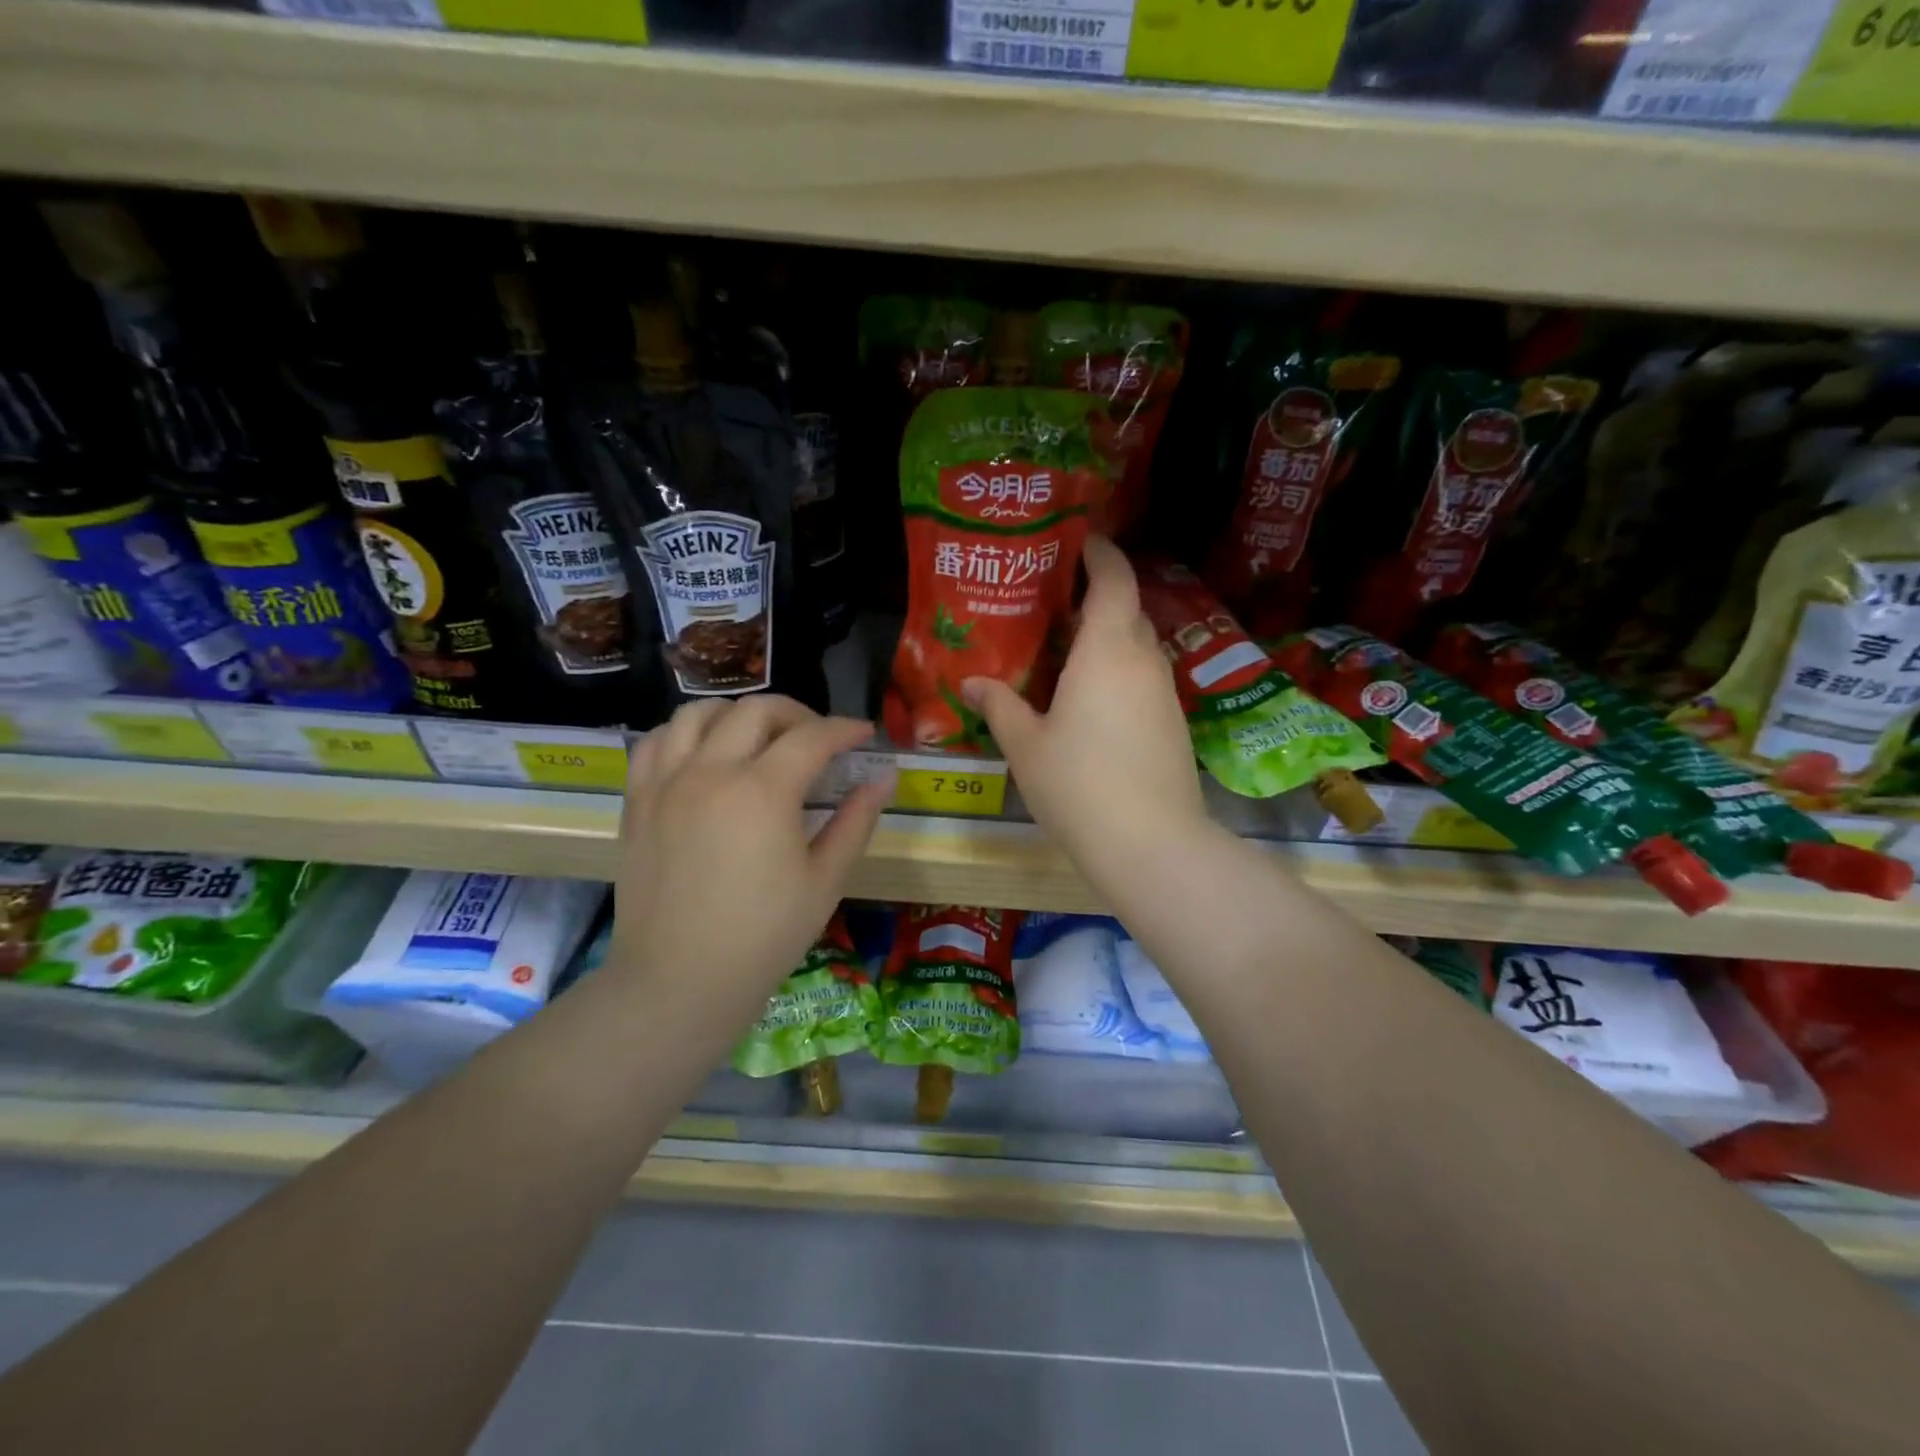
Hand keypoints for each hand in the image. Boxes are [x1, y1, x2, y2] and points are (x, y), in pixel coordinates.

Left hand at [608, 696, 891, 1039]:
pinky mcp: (637, 801)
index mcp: (762, 791)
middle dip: (798, 714)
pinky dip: (685, 734)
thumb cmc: (764, 937)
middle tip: (819, 740)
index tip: (864, 735)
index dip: (845, 729)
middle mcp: (710, 771)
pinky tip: (704, 755)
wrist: (679, 981)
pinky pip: (655, 742)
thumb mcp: (826, 880)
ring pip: (699, 712)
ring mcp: (666, 782)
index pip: (812, 736)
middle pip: (757, 710)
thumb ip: (857, 820)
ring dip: (738, 714)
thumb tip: (884, 776)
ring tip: (759, 739)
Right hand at [963, 537, 1206, 882]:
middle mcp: (1143, 661)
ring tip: (1067, 653)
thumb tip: (970, 682)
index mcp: (1107, 650)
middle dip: (1097, 598)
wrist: (1151, 844)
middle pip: (1127, 610)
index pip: (1114, 579)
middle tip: (1054, 605)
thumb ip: (999, 706)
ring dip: (1109, 639)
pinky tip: (1091, 702)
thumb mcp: (1026, 746)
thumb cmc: (1079, 785)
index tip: (1078, 542)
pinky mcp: (1173, 724)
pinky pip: (1144, 679)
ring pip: (1137, 647)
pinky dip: (1120, 673)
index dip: (1099, 554)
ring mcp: (1165, 693)